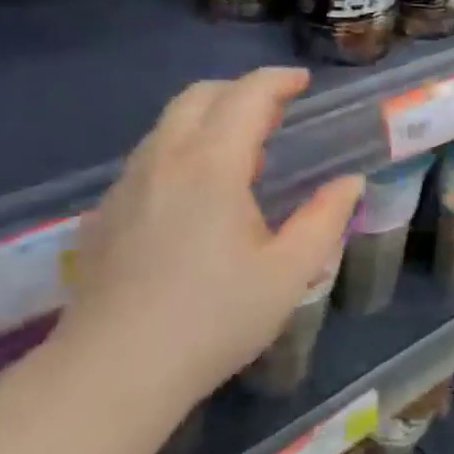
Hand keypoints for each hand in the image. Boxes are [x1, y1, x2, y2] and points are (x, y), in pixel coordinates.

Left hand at [63, 68, 361, 402]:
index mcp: (212, 165)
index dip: (277, 81)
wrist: (112, 373)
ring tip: (241, 156)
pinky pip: (148, 159)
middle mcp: (163, 160)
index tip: (302, 83)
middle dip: (240, 91)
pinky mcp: (104, 213)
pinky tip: (195, 198)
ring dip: (208, 120)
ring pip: (168, 126)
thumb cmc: (213, 319)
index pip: (246, 96)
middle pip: (199, 96)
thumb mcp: (289, 273)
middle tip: (275, 114)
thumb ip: (325, 218)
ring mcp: (126, 185)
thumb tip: (350, 182)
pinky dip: (181, 151)